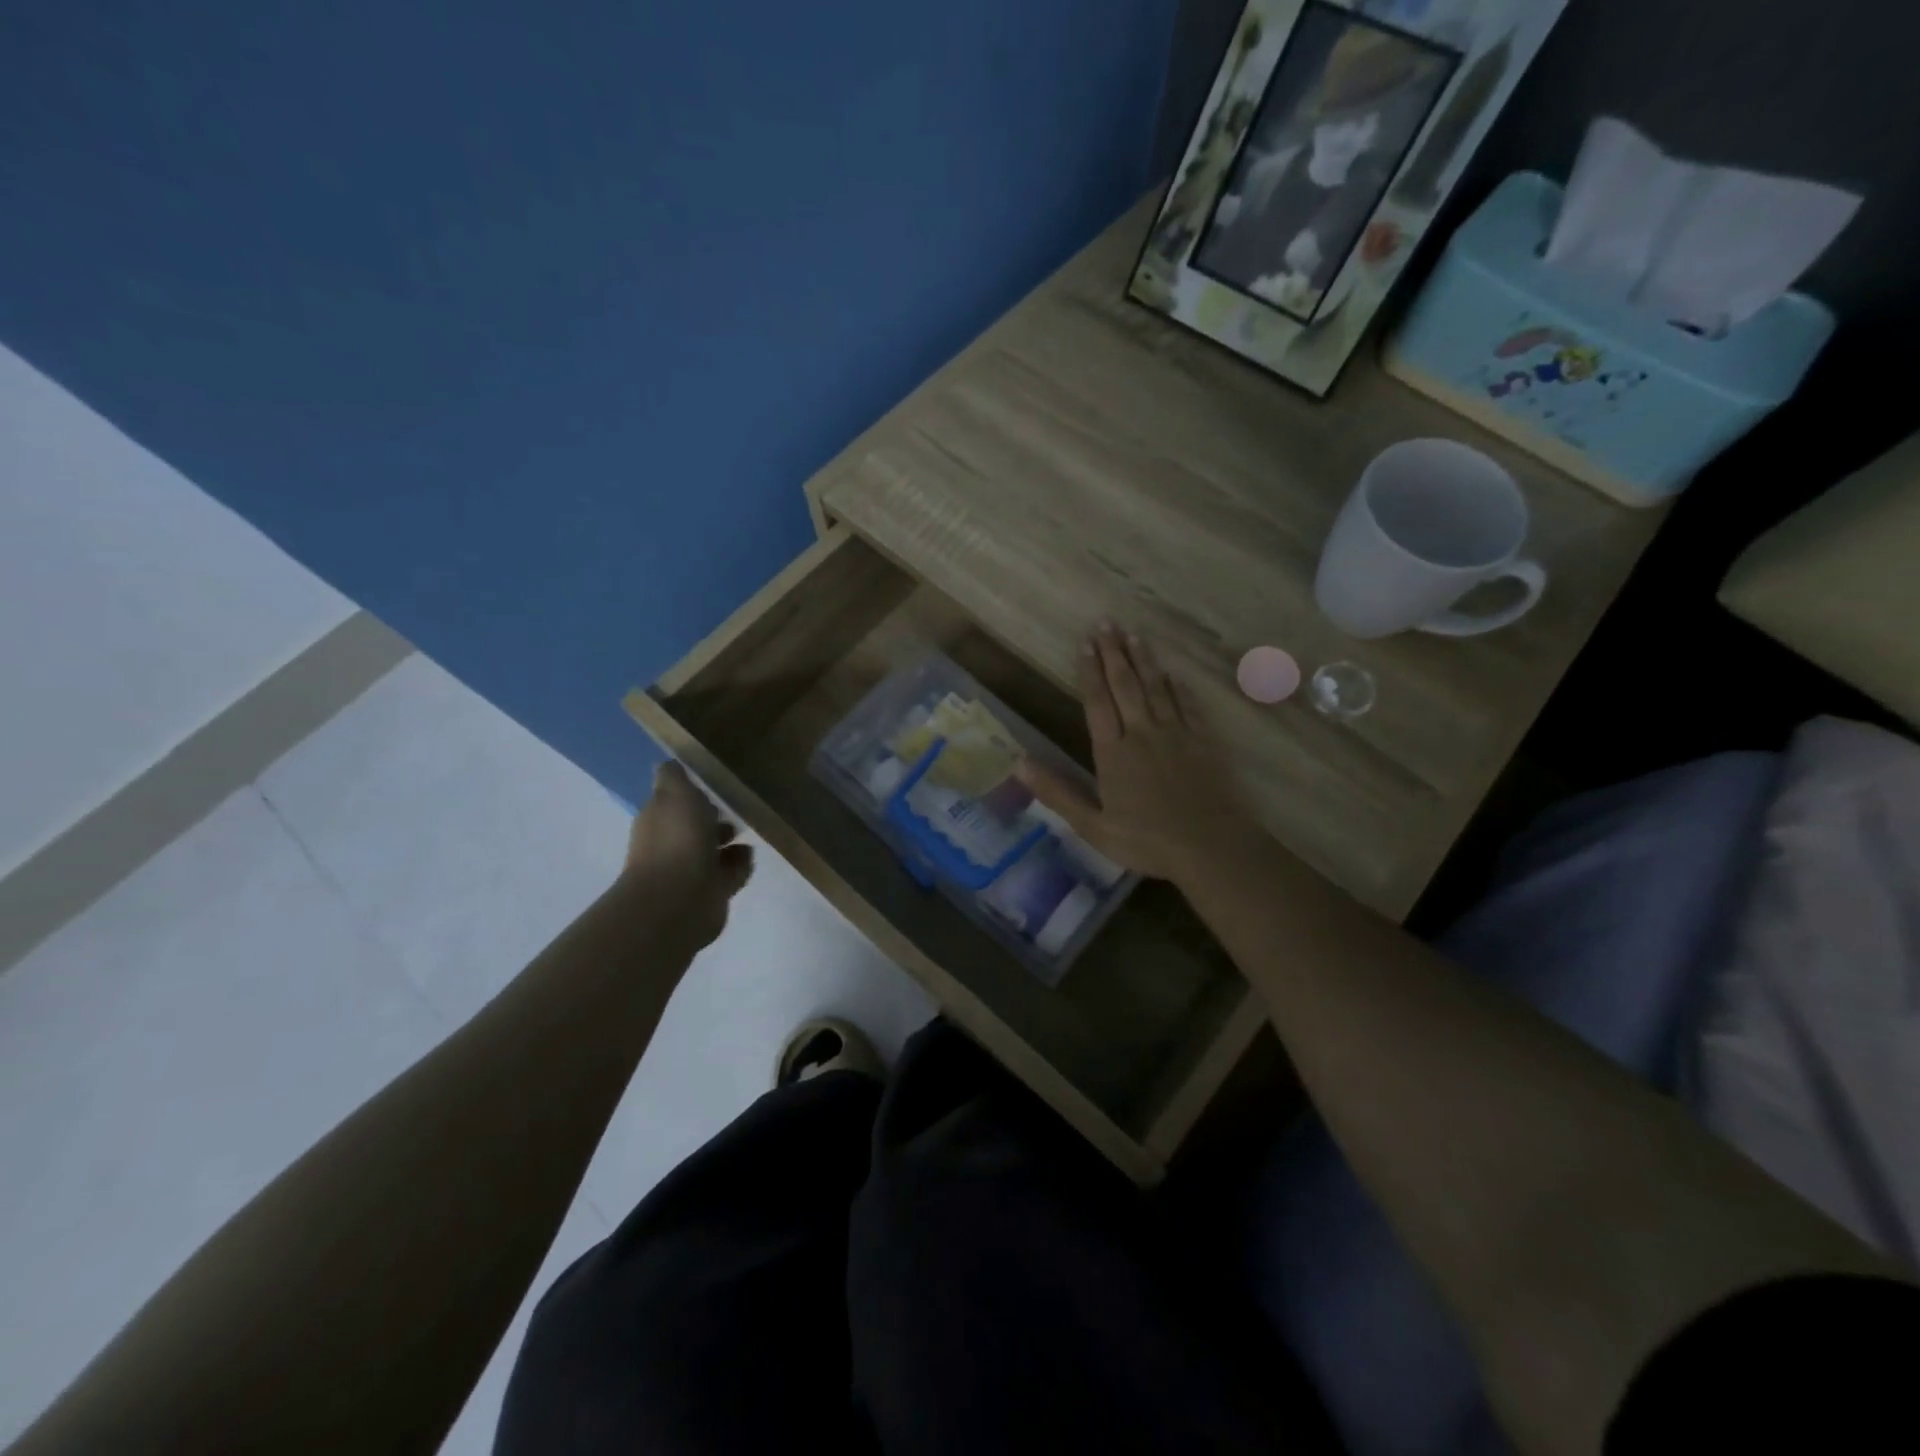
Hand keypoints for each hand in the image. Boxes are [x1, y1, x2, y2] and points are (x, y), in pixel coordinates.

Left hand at [624, 761, 753, 949]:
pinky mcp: (711, 894)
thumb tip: (668, 764)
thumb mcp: (675, 794)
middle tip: (735, 811)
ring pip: (714, 852)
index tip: (712, 788)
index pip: (675, 802)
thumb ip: (674, 777)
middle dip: (714, 820)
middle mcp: (671, 845)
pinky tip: (748, 857)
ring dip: (730, 844)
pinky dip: (740, 865)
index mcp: (659, 820)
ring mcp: (690, 872)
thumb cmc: (677, 840)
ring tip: (747, 834)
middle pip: (695, 828)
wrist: (679, 900)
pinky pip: (730, 874)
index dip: (691, 795)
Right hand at [1018, 623, 1261, 887]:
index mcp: (1113, 752)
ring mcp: (1176, 734)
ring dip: (1143, 660)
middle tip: (1106, 623)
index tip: (1085, 643)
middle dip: (1113, 653)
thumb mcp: (1092, 825)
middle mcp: (1142, 733)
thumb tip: (1019, 763)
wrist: (1210, 846)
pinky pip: (1187, 705)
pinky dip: (1177, 687)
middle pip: (1125, 685)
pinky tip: (1173, 674)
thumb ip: (1057, 792)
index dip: (1089, 672)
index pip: (1097, 702)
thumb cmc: (1146, 840)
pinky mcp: (1203, 741)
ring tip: (1133, 635)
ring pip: (1156, 687)